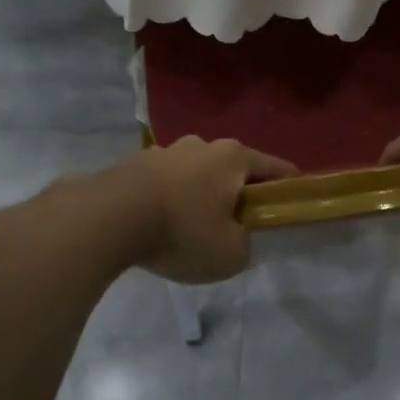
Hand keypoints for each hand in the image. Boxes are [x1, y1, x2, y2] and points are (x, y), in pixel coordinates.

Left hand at [113, 137, 297, 283]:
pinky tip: (160, 225)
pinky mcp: (134, 163)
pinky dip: (169, 200)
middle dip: (238, 192)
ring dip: (200, 195)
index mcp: (234, 158)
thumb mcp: (231, 254)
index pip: (276, 168)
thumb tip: (236, 235)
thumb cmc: (183, 232)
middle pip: (232, 168)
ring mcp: (165, 150)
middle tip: (236, 224)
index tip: (292, 203)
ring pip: (195, 174)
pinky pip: (164, 182)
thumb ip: (245, 243)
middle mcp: (202, 145)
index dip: (289, 187)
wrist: (108, 219)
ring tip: (191, 228)